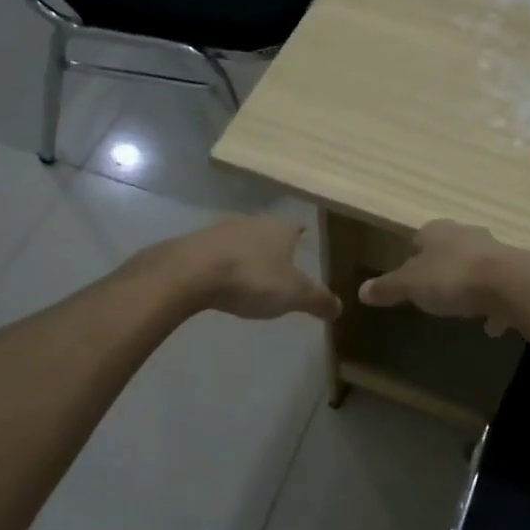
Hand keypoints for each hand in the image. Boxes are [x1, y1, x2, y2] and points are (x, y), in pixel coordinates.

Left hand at [168, 216, 342, 321]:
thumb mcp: (294, 294)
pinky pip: (217, 252)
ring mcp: (221, 230)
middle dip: (274, 246)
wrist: (190, 272)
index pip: (297, 226)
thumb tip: (340, 308)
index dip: (302, 235)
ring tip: (251, 274)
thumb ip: (318, 300)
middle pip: (269, 231)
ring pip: (242, 239)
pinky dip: (223, 263)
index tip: (305, 241)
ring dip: (247, 253)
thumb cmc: (251, 278)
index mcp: (280, 228)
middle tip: (281, 263)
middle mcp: (252, 221)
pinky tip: (222, 279)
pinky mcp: (195, 243)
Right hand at [358, 220, 529, 335]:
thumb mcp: (410, 286)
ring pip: (477, 266)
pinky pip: (500, 289)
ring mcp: (496, 251)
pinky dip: (494, 304)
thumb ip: (387, 288)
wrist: (511, 284)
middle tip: (434, 290)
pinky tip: (491, 325)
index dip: (412, 255)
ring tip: (462, 307)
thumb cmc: (452, 278)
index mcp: (438, 232)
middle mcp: (467, 234)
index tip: (408, 276)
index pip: (419, 238)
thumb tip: (361, 291)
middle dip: (443, 267)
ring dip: (470, 284)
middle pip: (450, 249)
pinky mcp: (517, 272)